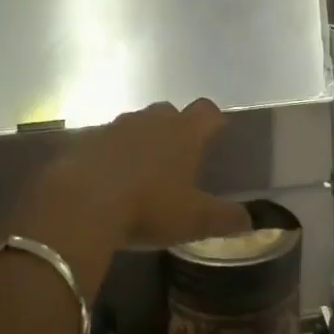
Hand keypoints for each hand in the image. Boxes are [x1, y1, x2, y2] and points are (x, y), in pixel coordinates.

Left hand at [35, 100, 249, 250]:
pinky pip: (103, 141)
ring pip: (134, 124)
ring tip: (139, 172)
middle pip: (169, 112)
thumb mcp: (194, 220)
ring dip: (139, 141)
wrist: (82, 203)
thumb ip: (226, 218)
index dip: (213, 121)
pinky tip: (106, 181)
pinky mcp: (85, 140)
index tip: (215, 135)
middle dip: (174, 129)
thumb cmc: (149, 206)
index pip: (207, 111)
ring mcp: (115, 126)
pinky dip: (109, 155)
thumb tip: (251, 221)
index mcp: (184, 132)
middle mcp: (151, 120)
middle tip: (175, 159)